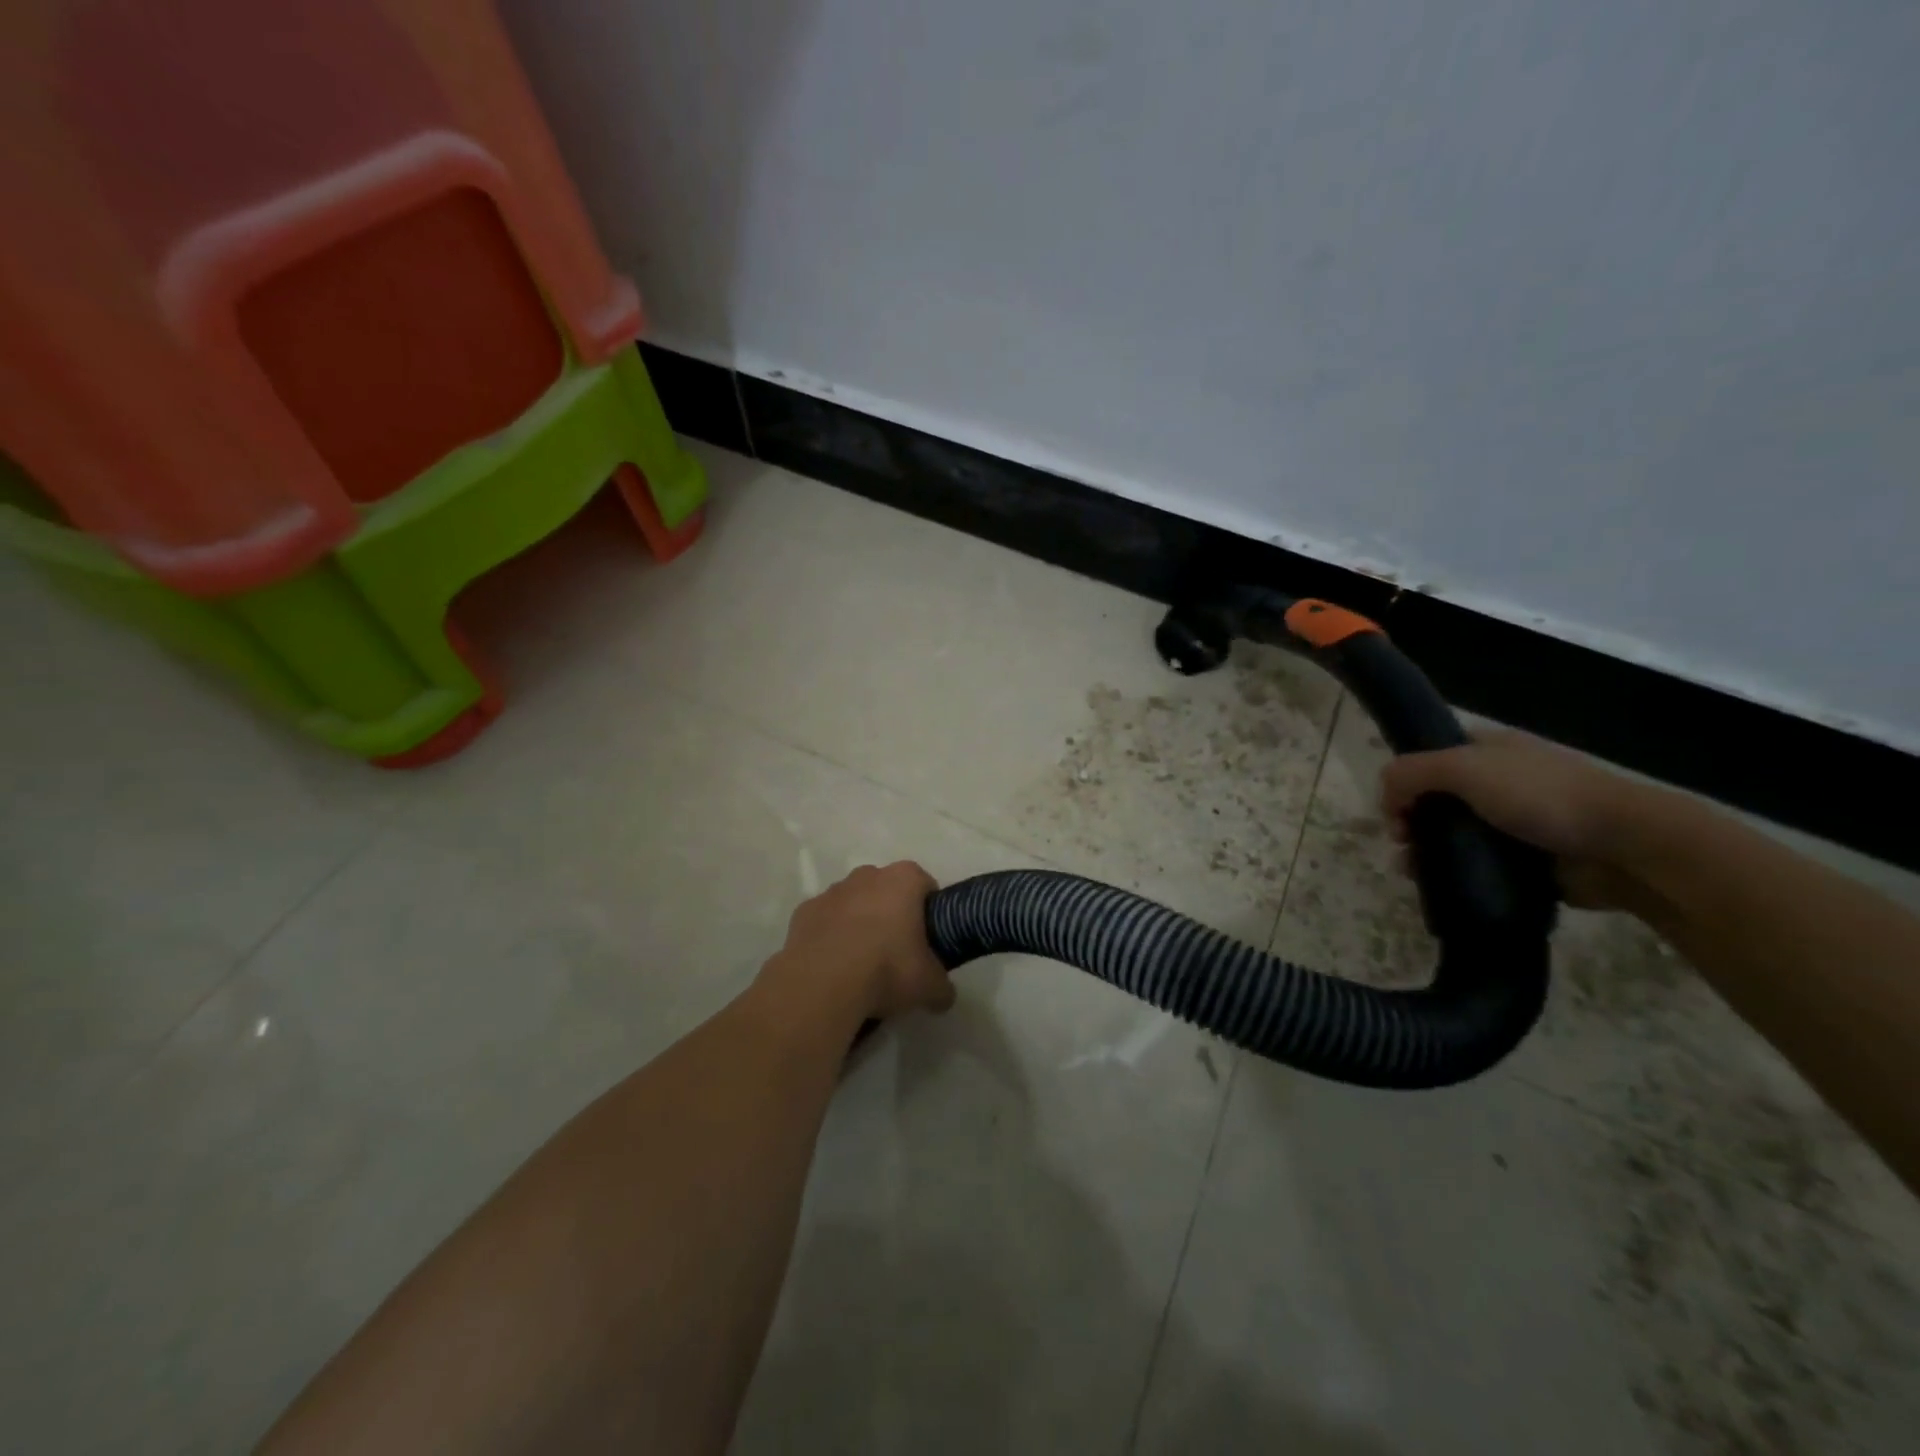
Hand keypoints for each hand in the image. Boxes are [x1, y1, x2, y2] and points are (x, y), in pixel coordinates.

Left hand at [771, 862, 954, 1020]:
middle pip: (887, 889)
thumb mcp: (929, 986)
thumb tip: (942, 996)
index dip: (929, 910)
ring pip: (853, 902)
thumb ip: (942, 987)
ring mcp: (832, 891)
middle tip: (897, 951)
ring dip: (859, 923)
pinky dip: (830, 936)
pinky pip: (824, 921)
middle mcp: (867, 875)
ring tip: (861, 963)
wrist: (823, 983)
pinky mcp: (803, 912)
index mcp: (903, 880)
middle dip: (892, 913)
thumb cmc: (887, 969)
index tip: (928, 938)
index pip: (924, 884)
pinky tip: (833, 966)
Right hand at [1378, 729, 1664, 909]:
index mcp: (1488, 751)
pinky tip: (1441, 888)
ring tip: (1415, 873)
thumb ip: (1412, 772)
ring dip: (1426, 852)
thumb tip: (1385, 795)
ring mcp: (1515, 823)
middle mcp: (1500, 782)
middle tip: (1403, 843)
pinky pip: (1479, 867)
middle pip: (1436, 799)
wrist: (1625, 847)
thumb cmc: (1542, 796)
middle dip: (1410, 821)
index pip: (1430, 757)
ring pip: (1454, 836)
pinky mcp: (1527, 861)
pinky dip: (1457, 876)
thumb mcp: (1463, 769)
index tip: (1393, 808)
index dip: (1404, 780)